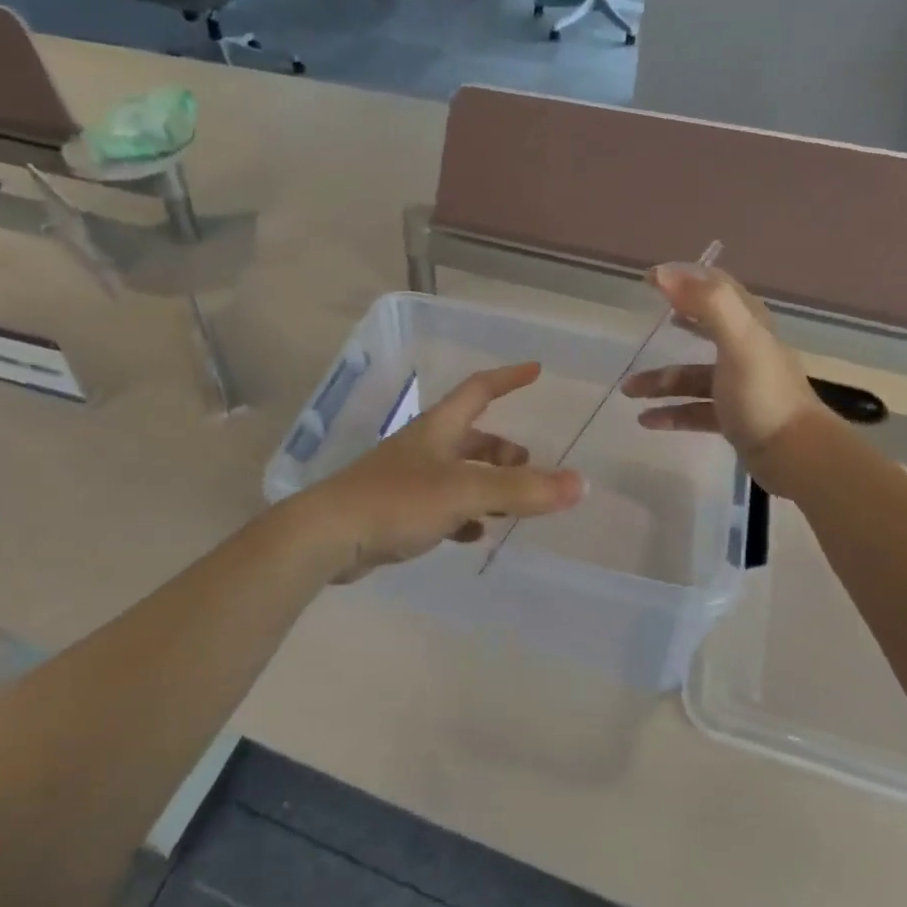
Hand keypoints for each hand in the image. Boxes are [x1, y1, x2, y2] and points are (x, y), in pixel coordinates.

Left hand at [299, 363, 584, 583]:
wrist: (327, 536)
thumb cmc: (397, 501)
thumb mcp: (465, 492)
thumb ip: (522, 490)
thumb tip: (579, 484)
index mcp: (438, 428)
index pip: (479, 389)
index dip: (508, 378)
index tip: (536, 370)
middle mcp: (423, 447)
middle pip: (471, 436)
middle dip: (502, 449)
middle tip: (528, 468)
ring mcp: (407, 479)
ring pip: (458, 473)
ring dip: (485, 484)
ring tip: (509, 506)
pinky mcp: (394, 510)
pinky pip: (440, 505)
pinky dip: (462, 514)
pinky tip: (472, 534)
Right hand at [621, 265, 828, 485]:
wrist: (795, 455)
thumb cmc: (763, 394)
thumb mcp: (738, 341)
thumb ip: (706, 303)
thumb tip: (664, 273)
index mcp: (749, 326)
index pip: (717, 287)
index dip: (686, 278)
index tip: (649, 279)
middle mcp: (745, 350)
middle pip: (704, 328)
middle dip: (674, 323)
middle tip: (643, 321)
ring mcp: (738, 386)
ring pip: (691, 376)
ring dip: (660, 381)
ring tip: (628, 391)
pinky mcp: (733, 417)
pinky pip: (694, 410)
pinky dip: (670, 412)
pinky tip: (646, 421)